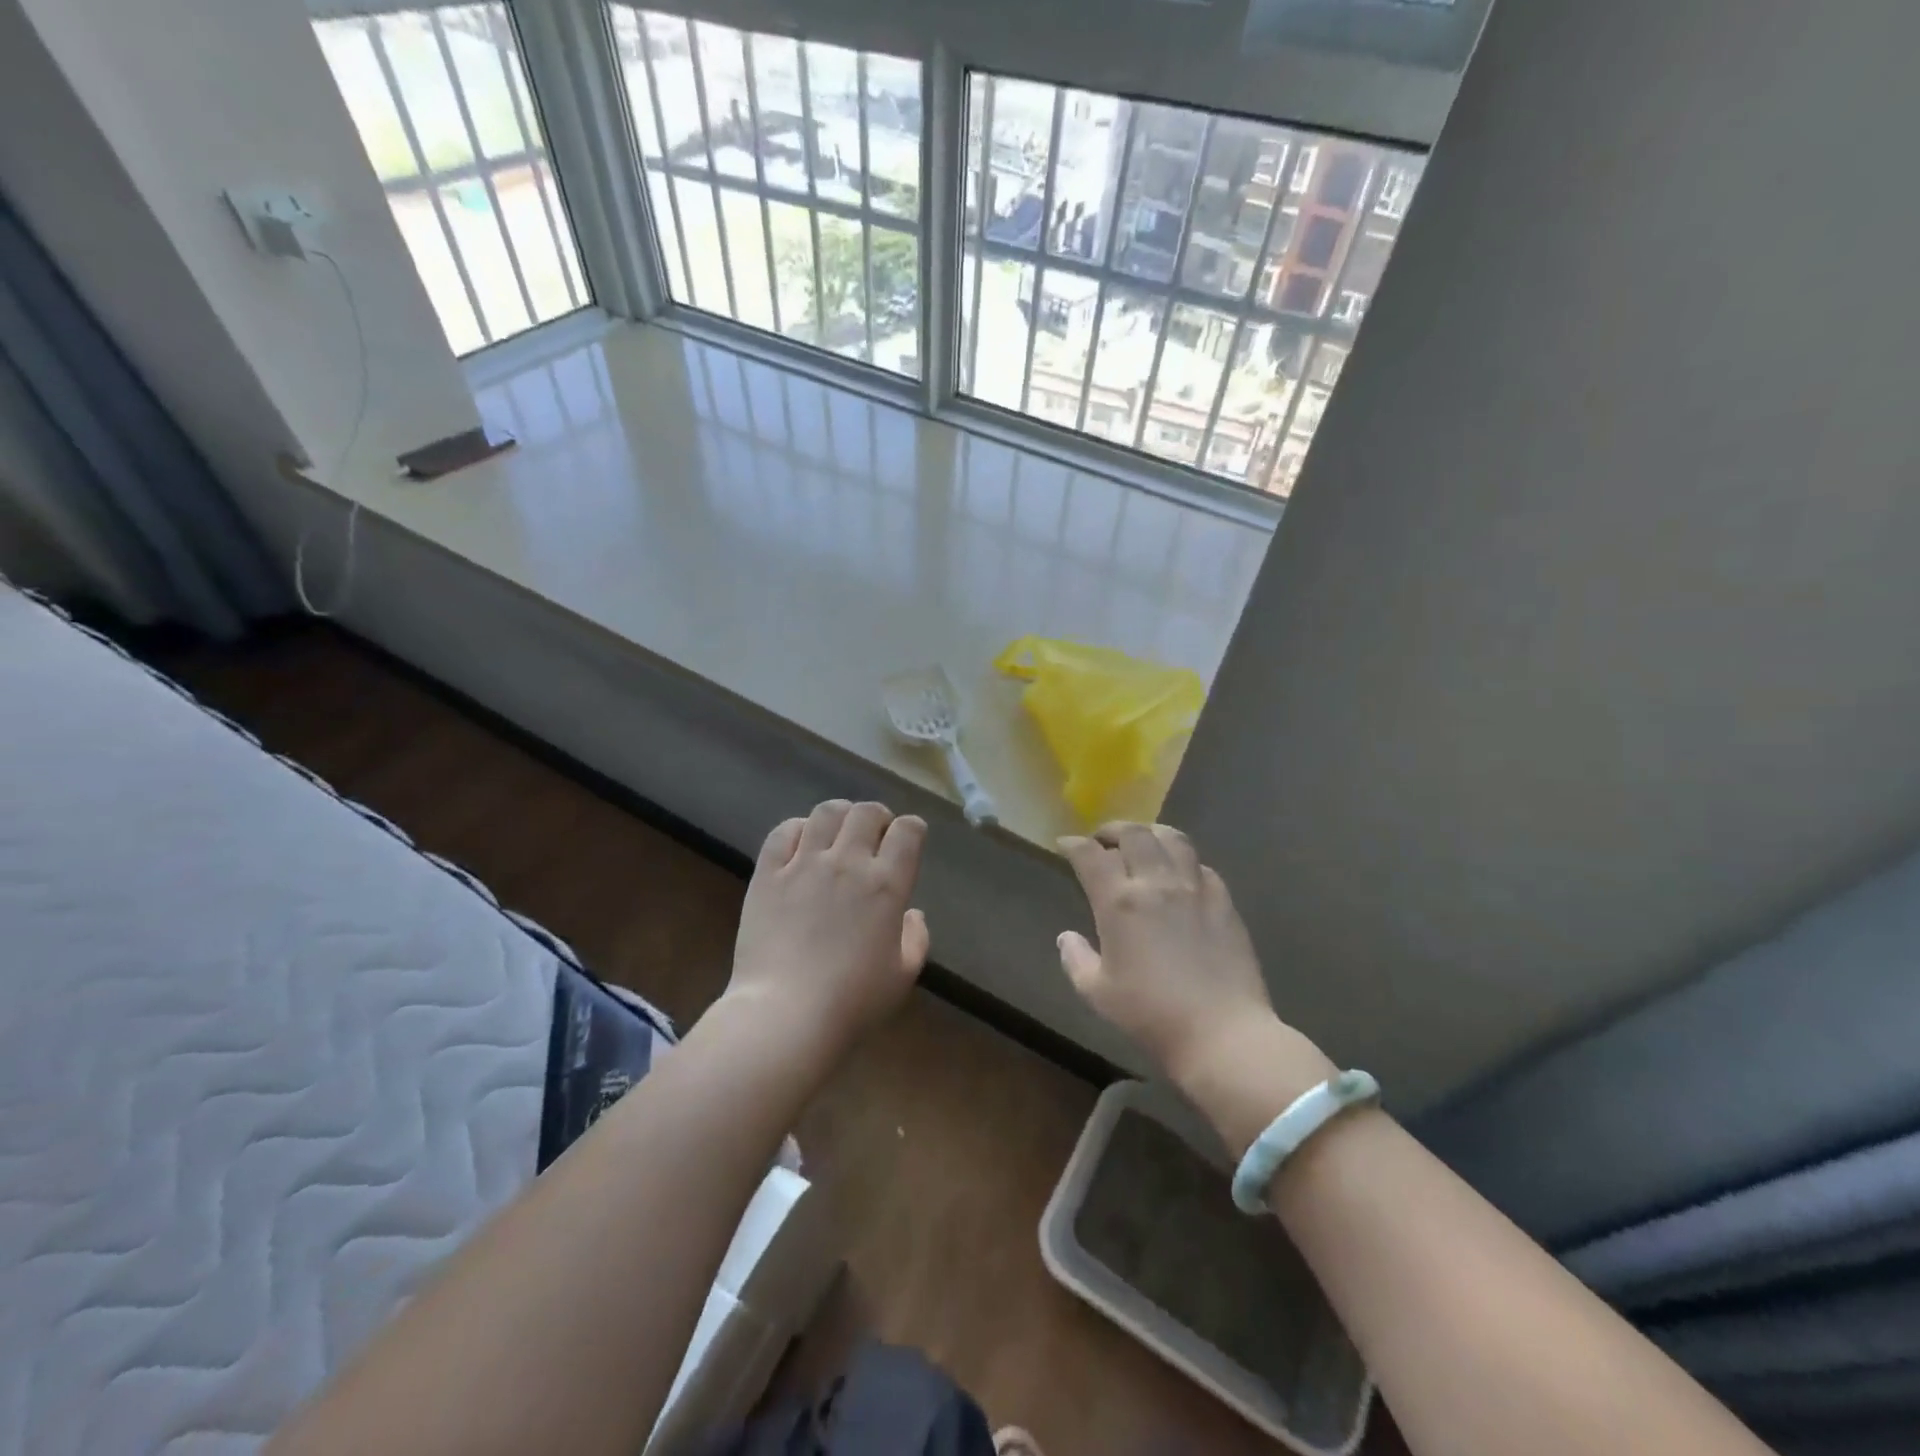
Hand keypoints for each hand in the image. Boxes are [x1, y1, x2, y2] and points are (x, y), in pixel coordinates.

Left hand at [729, 800, 929, 1060]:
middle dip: (878, 817)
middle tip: (874, 836)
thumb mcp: (903, 975)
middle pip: (868, 812)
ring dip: (841, 816)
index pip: (908, 831)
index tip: (908, 840)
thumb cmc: (852, 1001)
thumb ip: (916, 938)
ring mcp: (804, 864)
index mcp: (887, 885)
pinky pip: (784, 832)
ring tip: (838, 834)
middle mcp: (848, 862)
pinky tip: (802, 845)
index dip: (912, 829)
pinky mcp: (768, 874)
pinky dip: (798, 829)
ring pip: (827, 812)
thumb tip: (912, 913)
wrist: (786, 1014)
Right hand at [1058, 823, 1335, 1152]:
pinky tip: (1180, 873)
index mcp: (1119, 901)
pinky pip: (1201, 865)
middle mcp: (1156, 882)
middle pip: (1133, 833)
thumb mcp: (1098, 993)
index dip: (1073, 844)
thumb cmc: (1151, 1015)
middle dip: (1111, 829)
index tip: (1064, 845)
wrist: (1222, 1033)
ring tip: (1142, 842)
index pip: (1090, 855)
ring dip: (1150, 833)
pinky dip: (1183, 860)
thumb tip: (1067, 937)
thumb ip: (1076, 959)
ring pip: (1172, 838)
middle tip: (1102, 839)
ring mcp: (1194, 888)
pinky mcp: (1224, 901)